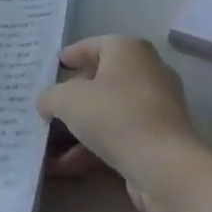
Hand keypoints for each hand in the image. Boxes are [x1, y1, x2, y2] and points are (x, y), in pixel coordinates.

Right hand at [38, 36, 203, 211]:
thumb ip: (50, 96)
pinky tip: (68, 166)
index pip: (94, 45)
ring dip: (80, 128)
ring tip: (50, 144)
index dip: (72, 55)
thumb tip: (46, 103)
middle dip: (74, 96)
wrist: (165, 166)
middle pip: (103, 79)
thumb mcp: (66, 100)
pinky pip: (120, 136)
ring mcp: (157, 107)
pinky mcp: (160, 139)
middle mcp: (148, 72)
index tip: (55, 66)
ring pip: (110, 112)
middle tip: (51, 105)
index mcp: (129, 50)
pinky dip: (95, 147)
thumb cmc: (114, 115)